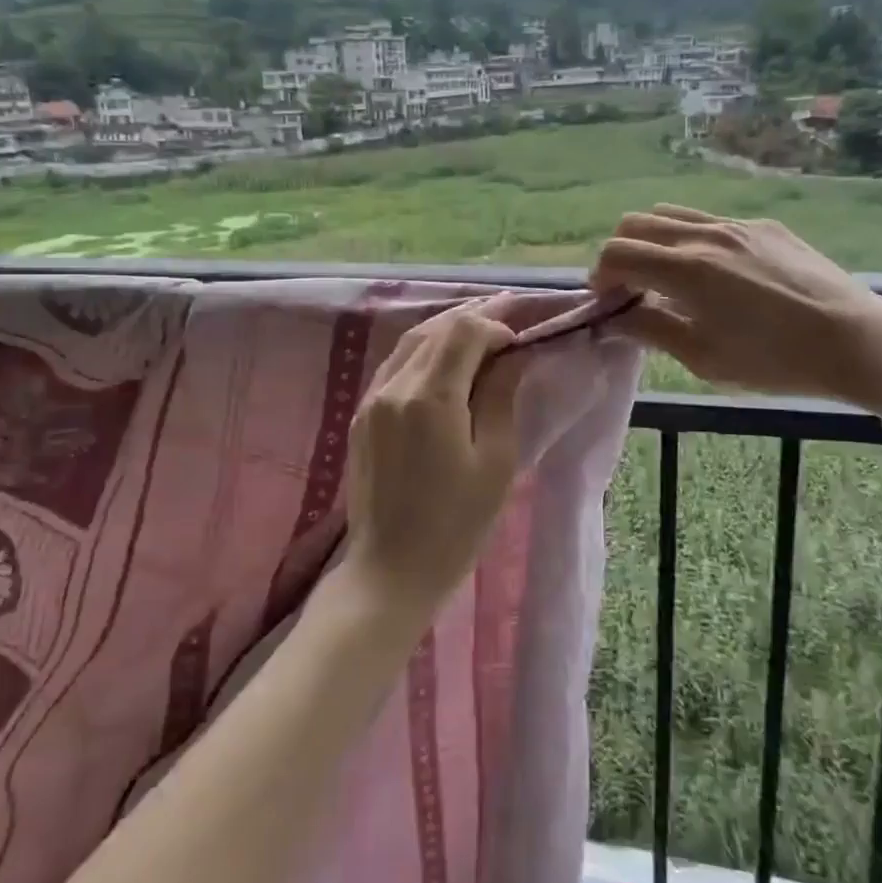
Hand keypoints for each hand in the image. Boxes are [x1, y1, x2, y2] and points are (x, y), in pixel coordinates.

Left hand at [340, 297, 528, 617]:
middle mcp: (394, 387)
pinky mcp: (361, 415)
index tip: (520, 342)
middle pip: (434, 329)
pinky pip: (394, 365)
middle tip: (507, 311)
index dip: (495, 326)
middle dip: (472, 317)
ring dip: (446, 329)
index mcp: (430, 398)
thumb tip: (512, 356)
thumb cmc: (456, 525)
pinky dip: (422, 350)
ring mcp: (371, 399)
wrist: (390, 571)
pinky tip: (443, 357)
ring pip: (410, 342)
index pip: (463, 332)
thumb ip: (501, 397)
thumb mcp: (494, 461)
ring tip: (479, 326)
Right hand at [590, 205, 881, 410]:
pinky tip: (716, 274)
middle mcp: (705, 235)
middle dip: (621, 252)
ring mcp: (737, 225)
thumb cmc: (774, 360)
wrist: (855, 340)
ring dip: (653, 240)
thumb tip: (614, 320)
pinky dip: (691, 239)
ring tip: (666, 275)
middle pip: (637, 222)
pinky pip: (710, 221)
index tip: (607, 301)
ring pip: (672, 213)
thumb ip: (651, 330)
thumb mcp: (704, 358)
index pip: (618, 252)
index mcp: (686, 270)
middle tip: (631, 288)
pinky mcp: (764, 226)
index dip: (601, 275)